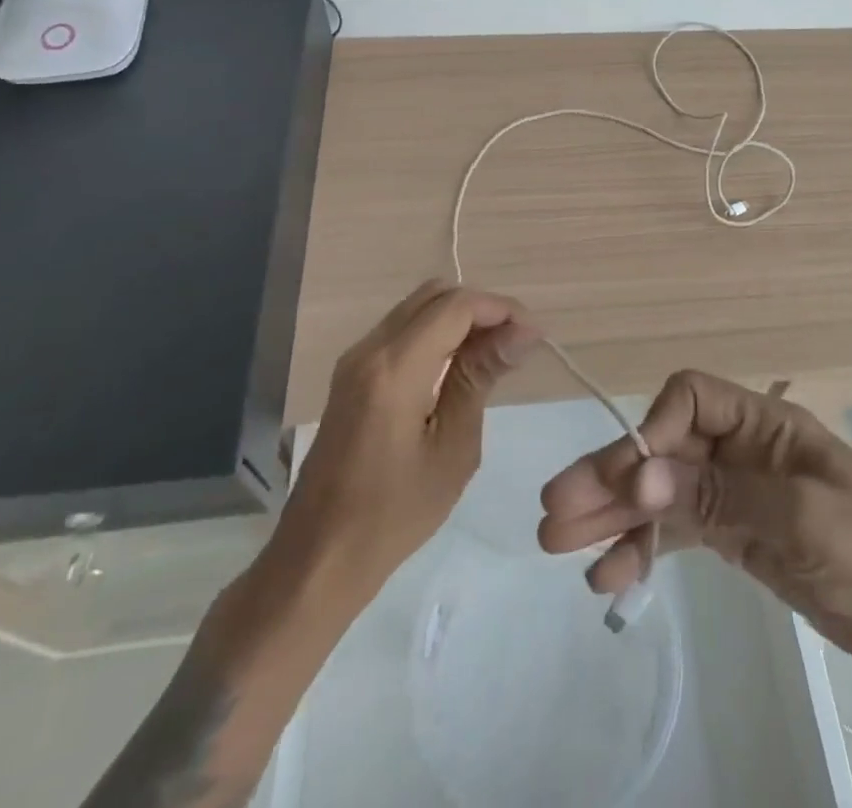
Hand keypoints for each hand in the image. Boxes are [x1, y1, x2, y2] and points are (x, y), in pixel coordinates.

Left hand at [277, 282, 536, 598]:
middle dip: (481, 308)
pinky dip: (435, 332)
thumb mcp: (453, 447)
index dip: (500, 309)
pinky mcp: (351, 374)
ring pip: (417, 307)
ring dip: (458, 318)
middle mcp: (370, 348)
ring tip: (493, 355)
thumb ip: (481, 377)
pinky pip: (401, 329)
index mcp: (395, 368)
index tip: (532, 336)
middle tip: (514, 343)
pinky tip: (458, 366)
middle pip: (435, 294)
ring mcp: (355, 359)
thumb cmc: (394, 514)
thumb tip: (523, 331)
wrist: (318, 557)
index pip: (456, 305)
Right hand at [538, 370, 851, 662]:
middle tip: (554, 510)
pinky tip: (608, 576)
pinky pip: (674, 532)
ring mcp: (731, 492)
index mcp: (761, 421)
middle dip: (610, 476)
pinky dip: (640, 550)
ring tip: (558, 542)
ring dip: (612, 514)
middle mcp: (739, 448)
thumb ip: (716, 493)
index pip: (689, 399)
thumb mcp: (799, 516)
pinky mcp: (730, 533)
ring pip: (659, 492)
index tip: (628, 479)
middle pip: (662, 448)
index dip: (652, 430)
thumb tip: (637, 474)